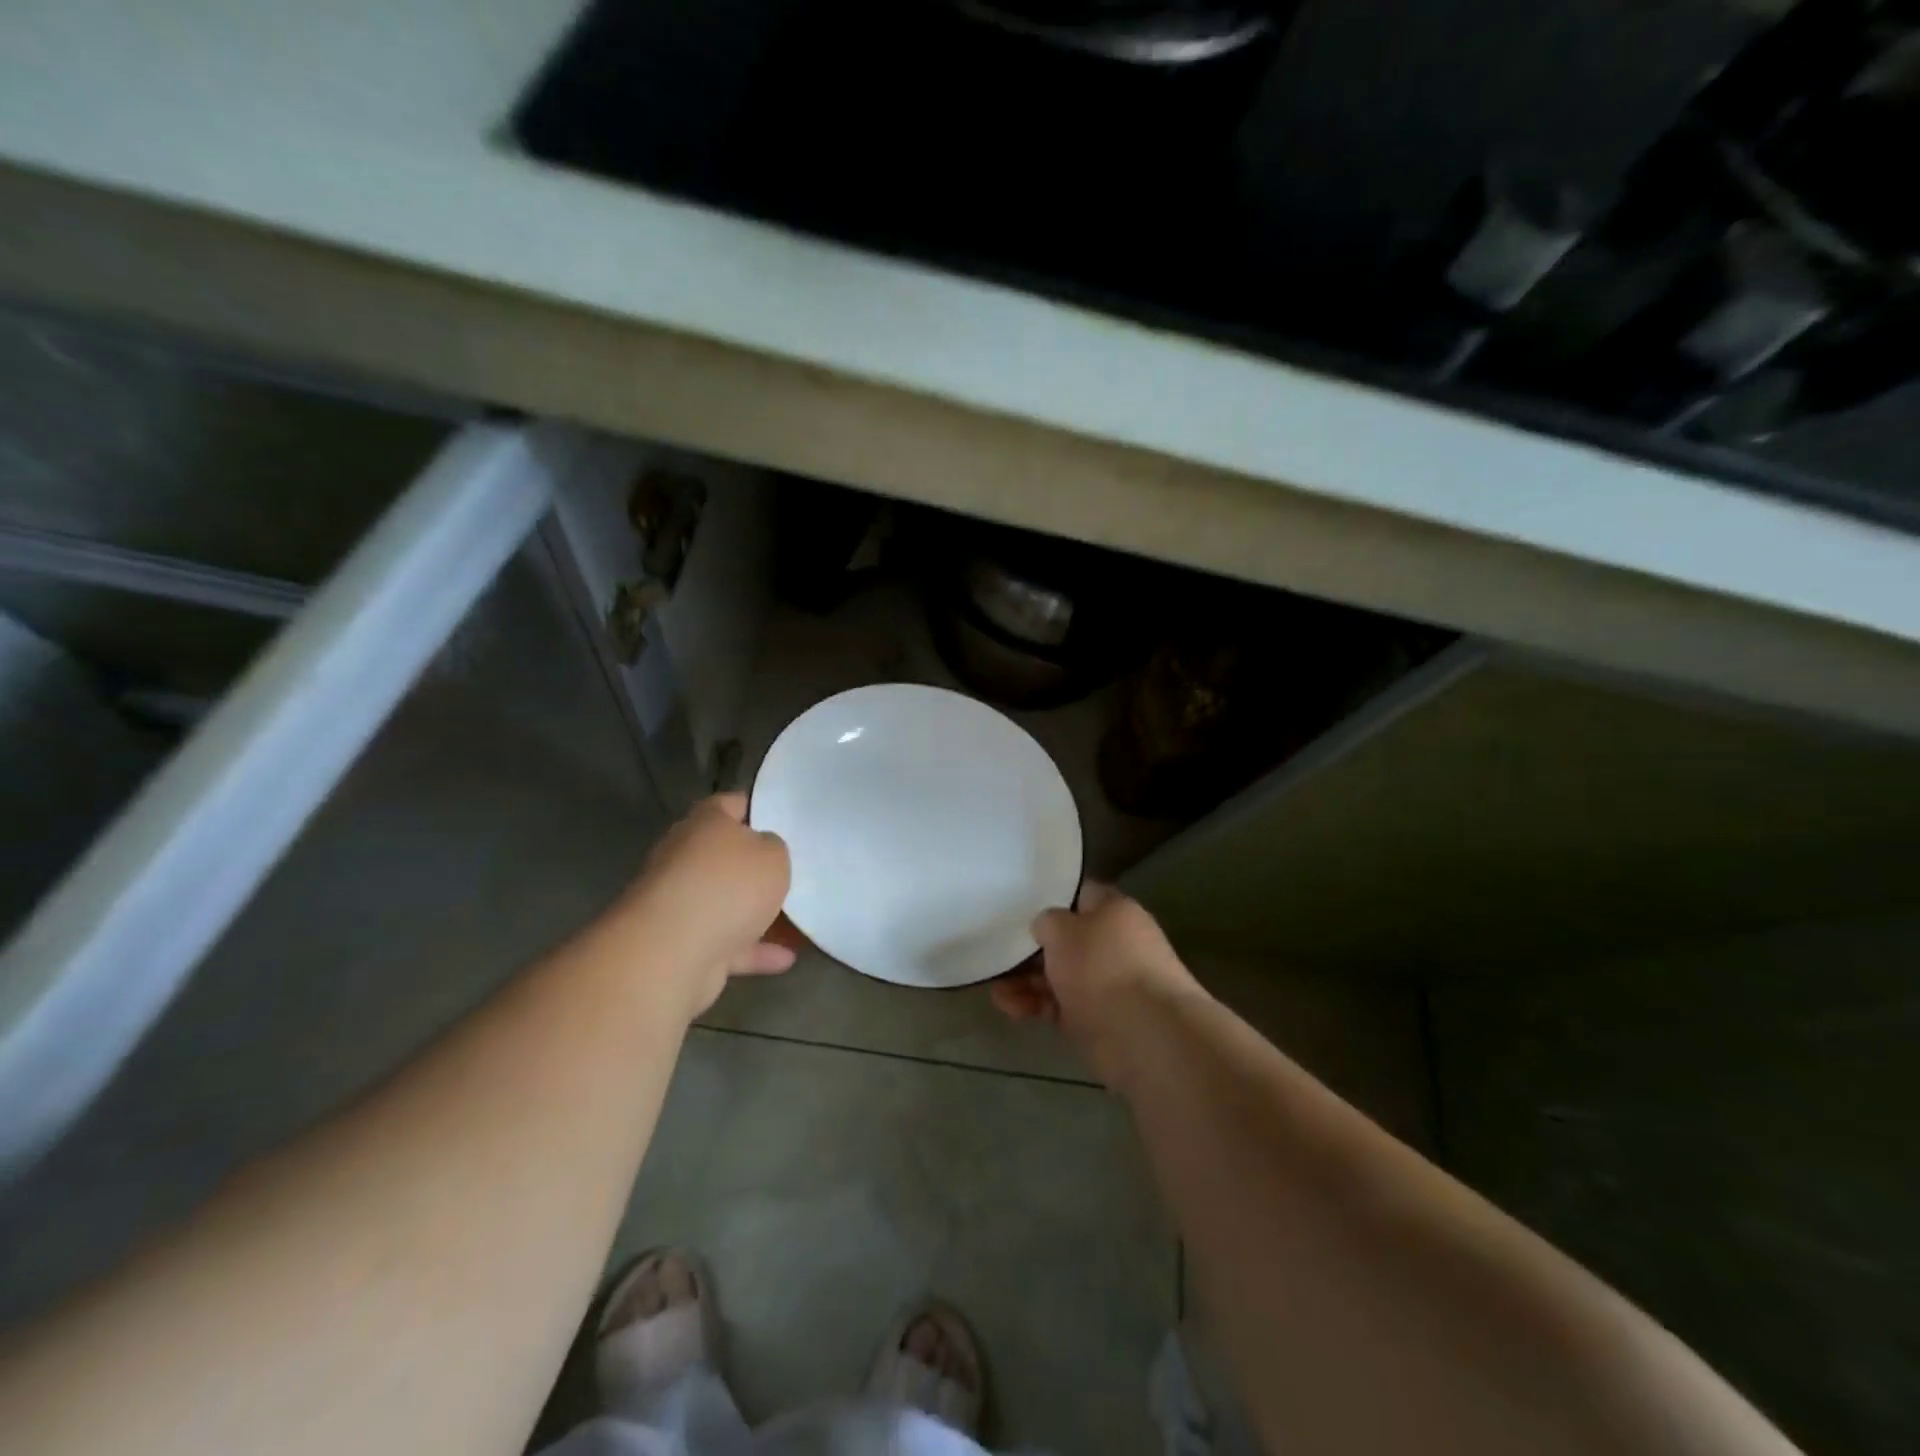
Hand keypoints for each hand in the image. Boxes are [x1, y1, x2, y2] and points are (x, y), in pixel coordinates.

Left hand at [613, 793, 793, 1021]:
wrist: (672, 953)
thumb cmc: (728, 886)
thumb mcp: (773, 855)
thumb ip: (775, 847)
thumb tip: (764, 851)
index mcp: (705, 823)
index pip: (732, 804)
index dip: (760, 808)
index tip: (787, 820)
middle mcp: (686, 857)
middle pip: (727, 856)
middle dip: (758, 866)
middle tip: (796, 870)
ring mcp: (681, 903)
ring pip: (727, 902)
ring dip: (759, 913)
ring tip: (799, 918)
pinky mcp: (683, 944)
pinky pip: (727, 942)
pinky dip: (754, 950)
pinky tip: (787, 957)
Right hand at [990, 883, 1202, 1086]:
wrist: (1146, 1037)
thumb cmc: (1102, 967)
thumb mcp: (1062, 929)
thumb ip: (1047, 922)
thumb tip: (1047, 928)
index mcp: (1115, 912)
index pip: (1081, 895)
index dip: (1051, 899)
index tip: (1019, 909)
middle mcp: (1116, 944)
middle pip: (1067, 941)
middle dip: (1031, 950)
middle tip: (999, 957)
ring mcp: (1109, 985)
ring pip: (1060, 976)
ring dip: (1027, 983)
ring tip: (997, 992)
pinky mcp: (1101, 1021)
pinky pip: (1062, 1007)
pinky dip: (1038, 1007)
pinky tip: (1013, 1010)